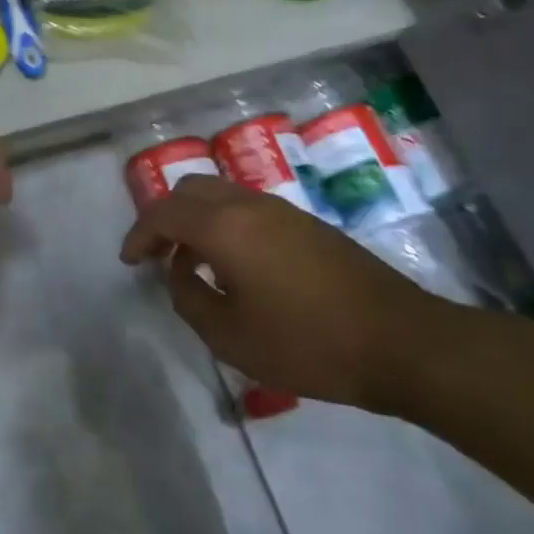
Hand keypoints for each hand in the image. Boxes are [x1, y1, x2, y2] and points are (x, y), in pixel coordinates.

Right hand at [119, 176, 441, 408]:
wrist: (403, 342)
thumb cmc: (308, 343)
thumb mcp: (230, 336)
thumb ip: (188, 299)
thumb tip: (180, 274)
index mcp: (224, 226)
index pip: (163, 213)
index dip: (138, 234)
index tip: (129, 261)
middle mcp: (249, 205)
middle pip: (190, 191)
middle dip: (165, 217)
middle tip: (157, 253)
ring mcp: (282, 210)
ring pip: (221, 195)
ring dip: (196, 219)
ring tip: (192, 262)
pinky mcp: (308, 224)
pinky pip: (248, 208)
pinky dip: (225, 224)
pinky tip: (235, 265)